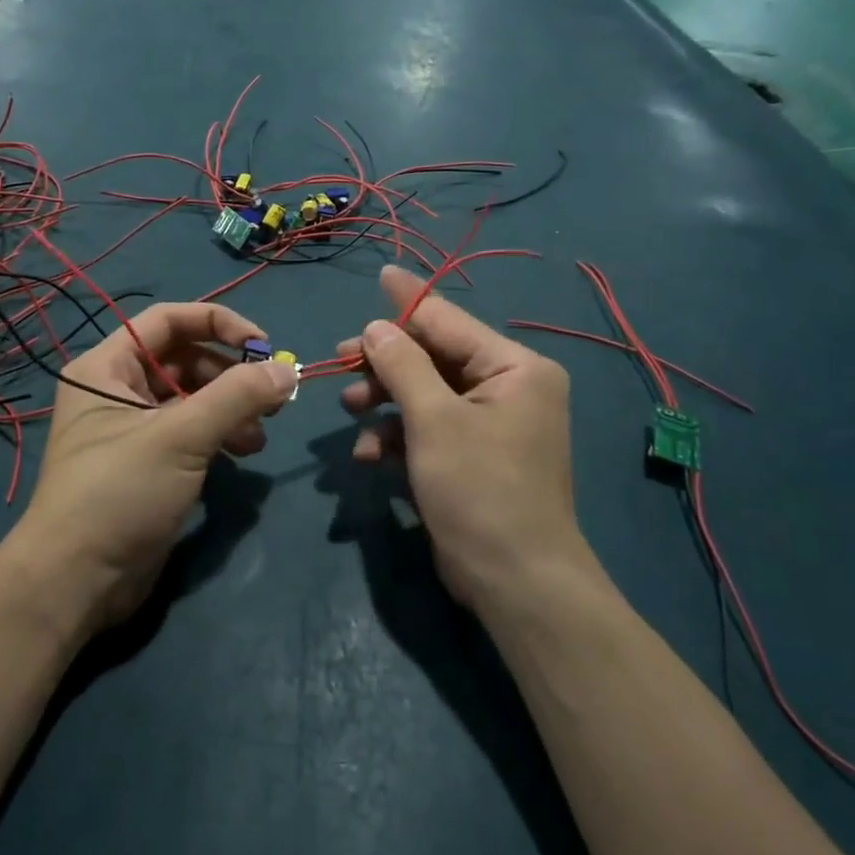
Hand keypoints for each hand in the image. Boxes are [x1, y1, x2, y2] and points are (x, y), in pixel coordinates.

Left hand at [9, 303, 295, 632]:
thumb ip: (237, 397)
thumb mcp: (180, 437)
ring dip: (231, 408)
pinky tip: (243, 454)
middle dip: (230, 374)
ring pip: (192, 397)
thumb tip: (287, 372)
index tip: (264, 346)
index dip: (218, 323)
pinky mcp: (148, 463)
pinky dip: (219, 435)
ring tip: (259, 437)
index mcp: (106, 367)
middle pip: (184, 358)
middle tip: (271, 397)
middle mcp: (116, 389)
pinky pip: (190, 431)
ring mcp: (132, 428)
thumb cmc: (119, 493)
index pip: (168, 320)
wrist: (77, 582)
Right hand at [338, 266, 594, 615]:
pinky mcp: (470, 456)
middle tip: (339, 362)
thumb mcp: (434, 421)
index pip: (449, 321)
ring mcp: (488, 424)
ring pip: (424, 393)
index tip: (380, 273)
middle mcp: (506, 388)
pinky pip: (427, 429)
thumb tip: (376, 326)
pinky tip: (368, 455)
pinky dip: (397, 436)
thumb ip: (402, 365)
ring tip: (348, 409)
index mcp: (514, 368)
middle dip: (384, 363)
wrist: (515, 581)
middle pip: (432, 357)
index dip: (408, 300)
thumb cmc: (480, 489)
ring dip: (384, 400)